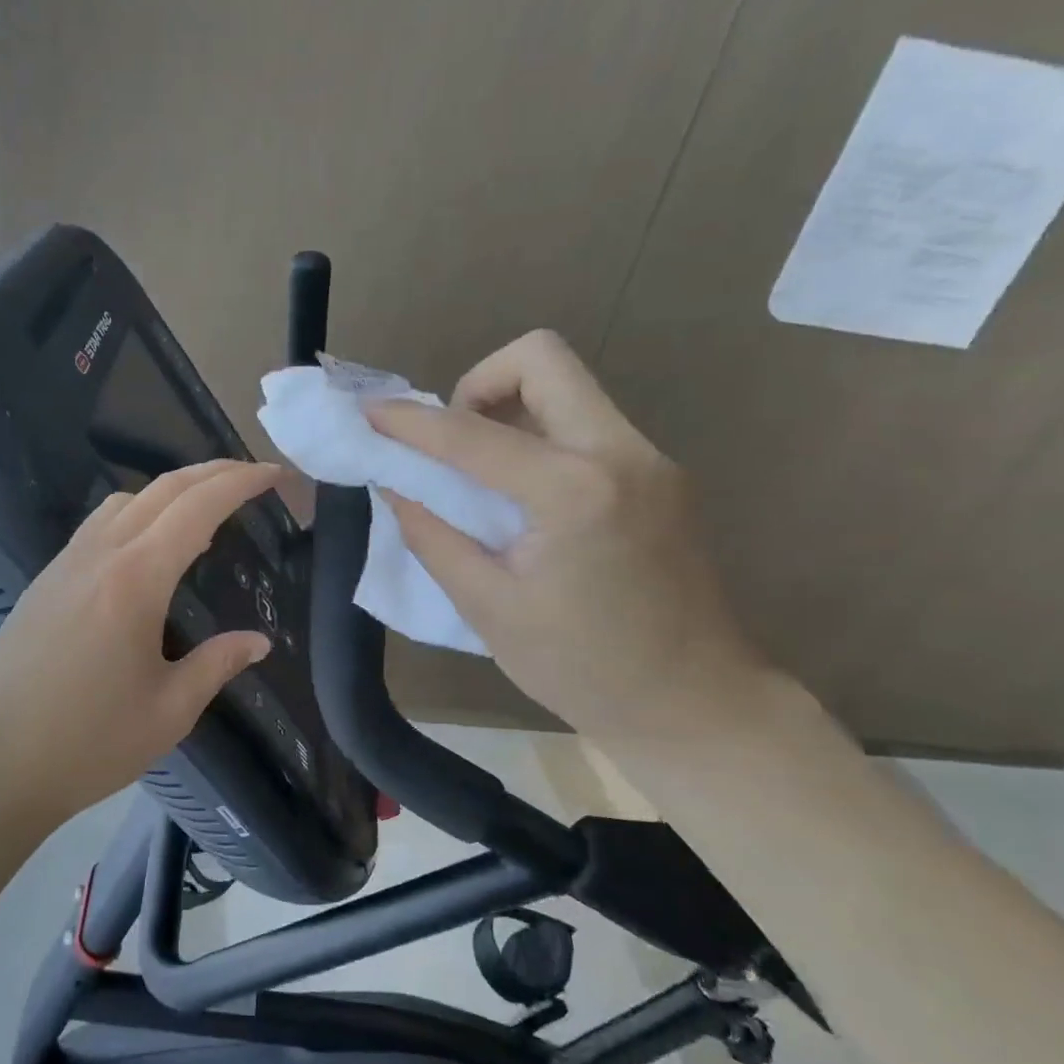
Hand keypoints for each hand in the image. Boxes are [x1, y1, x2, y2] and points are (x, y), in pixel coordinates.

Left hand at [0, 460, 280, 820]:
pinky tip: (148, 549)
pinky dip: (137, 514)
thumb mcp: (169, 711)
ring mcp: (64, 564)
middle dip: (212, 472)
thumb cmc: (88, 743)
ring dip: (171, 490)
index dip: (240, 483)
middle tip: (251, 477)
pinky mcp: (44, 582)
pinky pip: (98, 525)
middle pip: (162, 489)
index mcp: (135, 580)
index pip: (197, 508)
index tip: (275, 474)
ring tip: (204, 512)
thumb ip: (216, 664)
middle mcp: (98, 556)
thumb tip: (258, 642)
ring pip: (124, 501)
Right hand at [369, 330, 764, 740]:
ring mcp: (650, 459)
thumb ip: (434, 537)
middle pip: (542, 359)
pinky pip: (587, 424)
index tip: (369, 413)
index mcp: (575, 492)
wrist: (694, 704)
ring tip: (480, 472)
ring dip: (510, 408)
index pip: (473, 434)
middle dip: (478, 383)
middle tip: (450, 442)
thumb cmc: (583, 669)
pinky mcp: (659, 476)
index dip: (411, 421)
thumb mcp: (489, 608)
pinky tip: (523, 495)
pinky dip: (540, 436)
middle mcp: (621, 454)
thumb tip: (395, 487)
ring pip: (568, 387)